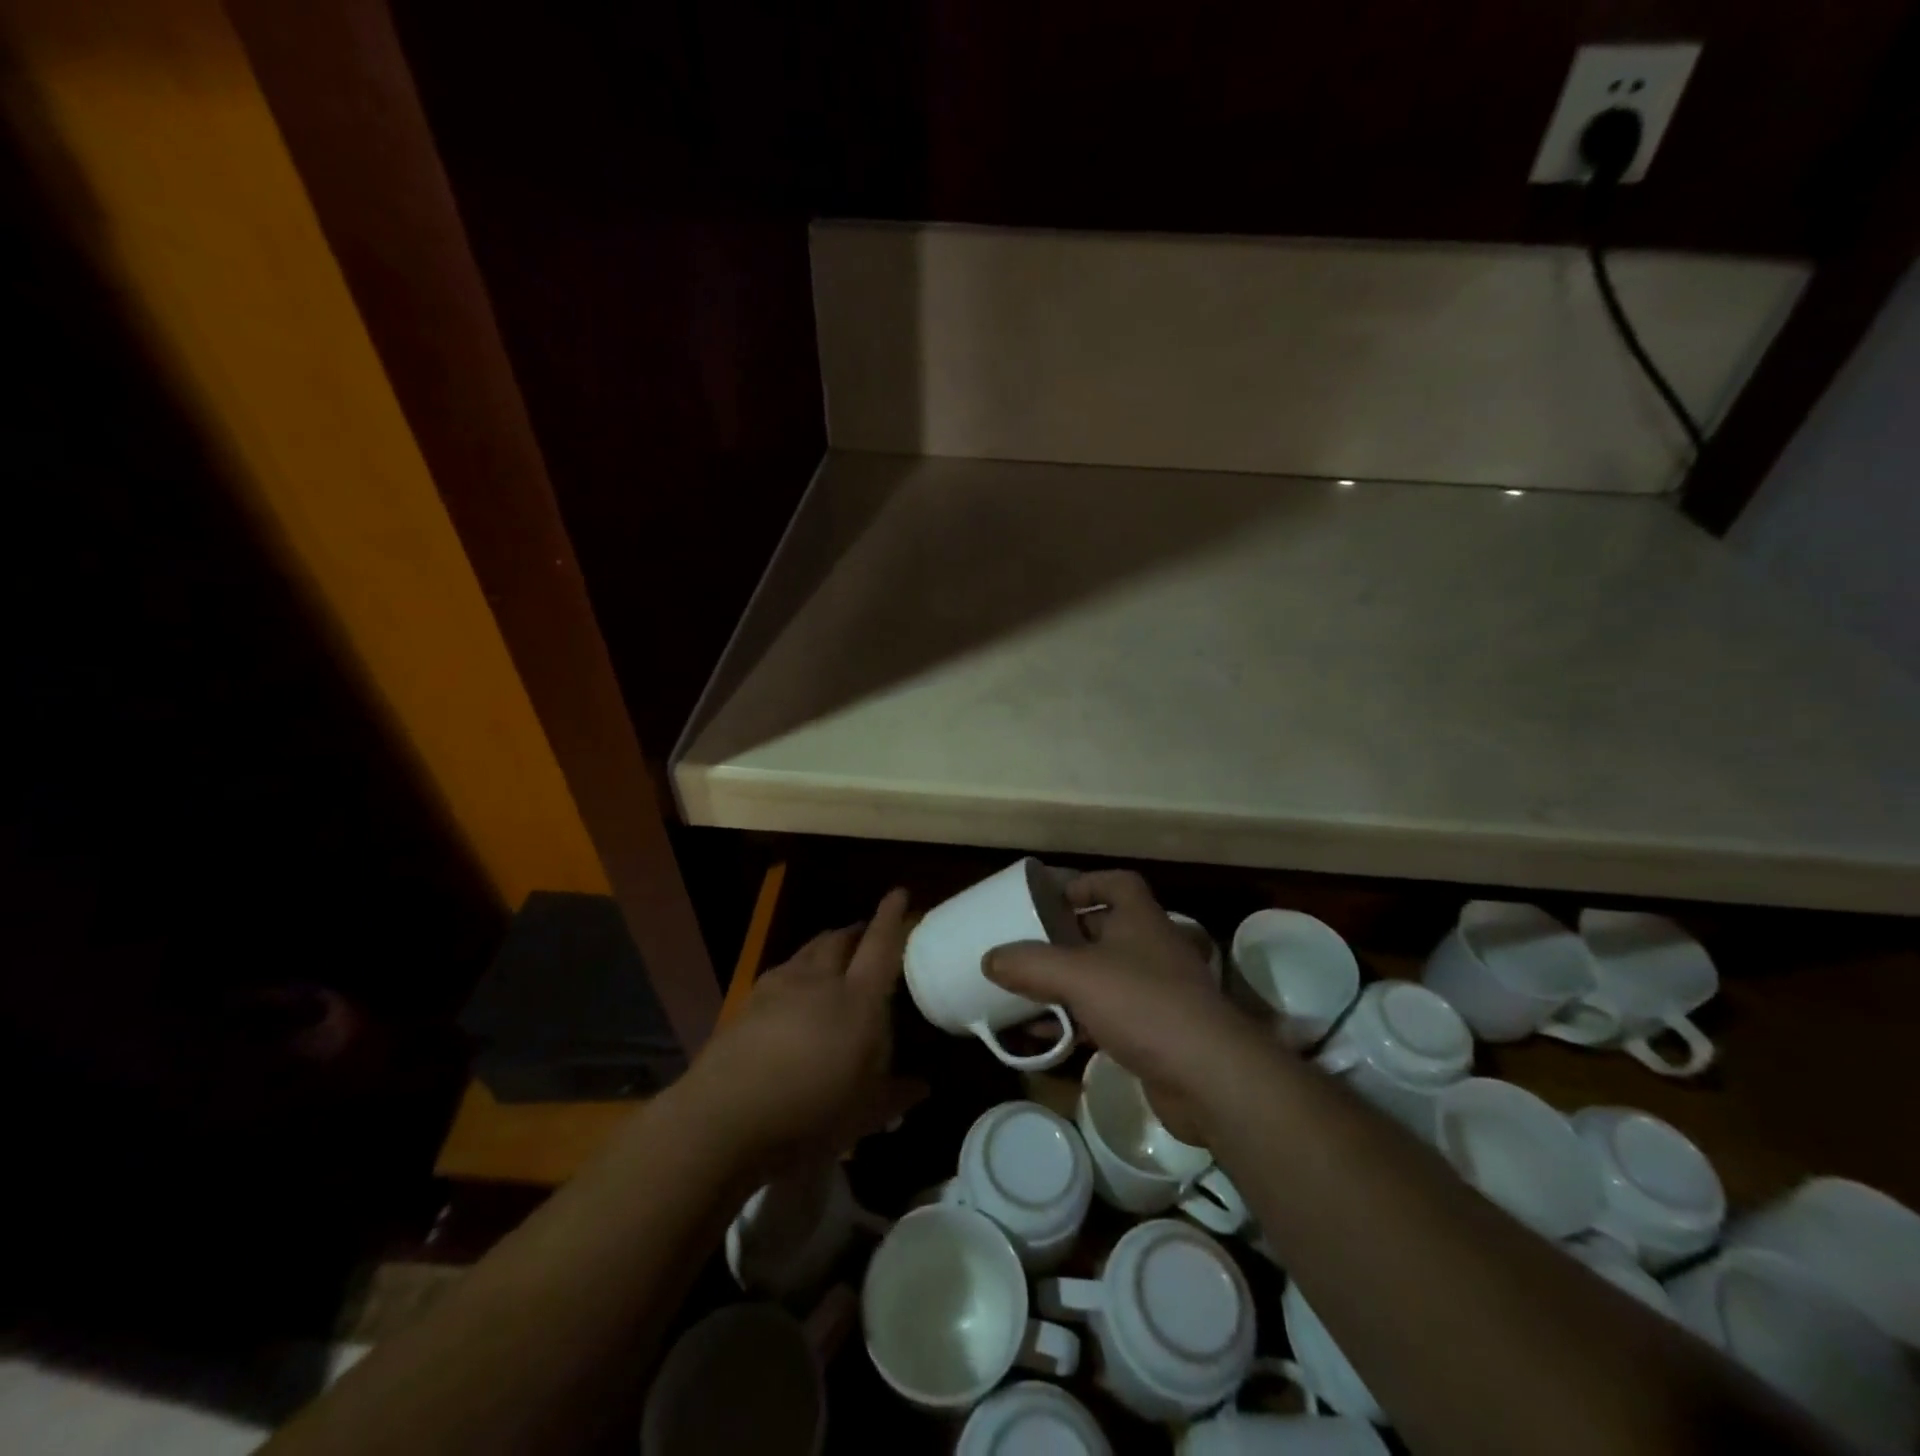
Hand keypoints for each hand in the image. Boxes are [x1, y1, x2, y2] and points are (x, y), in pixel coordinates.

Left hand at [681, 889, 923, 1178]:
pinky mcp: (747, 1003)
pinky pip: (779, 974)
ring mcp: (777, 988)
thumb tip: (922, 1086)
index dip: (891, 918)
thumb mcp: (863, 1115)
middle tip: (866, 935)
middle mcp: (818, 981)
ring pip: (806, 952)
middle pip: (839, 940)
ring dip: (823, 948)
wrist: (722, 1118)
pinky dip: (794, 973)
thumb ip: (895, 1095)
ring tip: (830, 957)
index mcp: (856, 1000)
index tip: (899, 893)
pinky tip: (791, 993)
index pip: (880, 947)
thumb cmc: (808, 1113)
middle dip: (855, 931)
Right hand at [985, 870, 1267, 1141]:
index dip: (1085, 883)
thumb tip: (989, 958)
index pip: (1117, 883)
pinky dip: (1076, 1022)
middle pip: (1105, 930)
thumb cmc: (1144, 1004)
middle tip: (1028, 945)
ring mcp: (1156, 992)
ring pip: (1103, 977)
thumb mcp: (1077, 975)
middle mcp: (1151, 949)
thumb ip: (1030, 963)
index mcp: (1140, 919)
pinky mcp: (1155, 1033)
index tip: (1050, 897)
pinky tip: (1046, 1038)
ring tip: (1025, 991)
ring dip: (1066, 983)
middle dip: (1066, 937)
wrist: (1209, 1077)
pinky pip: (1106, 1017)